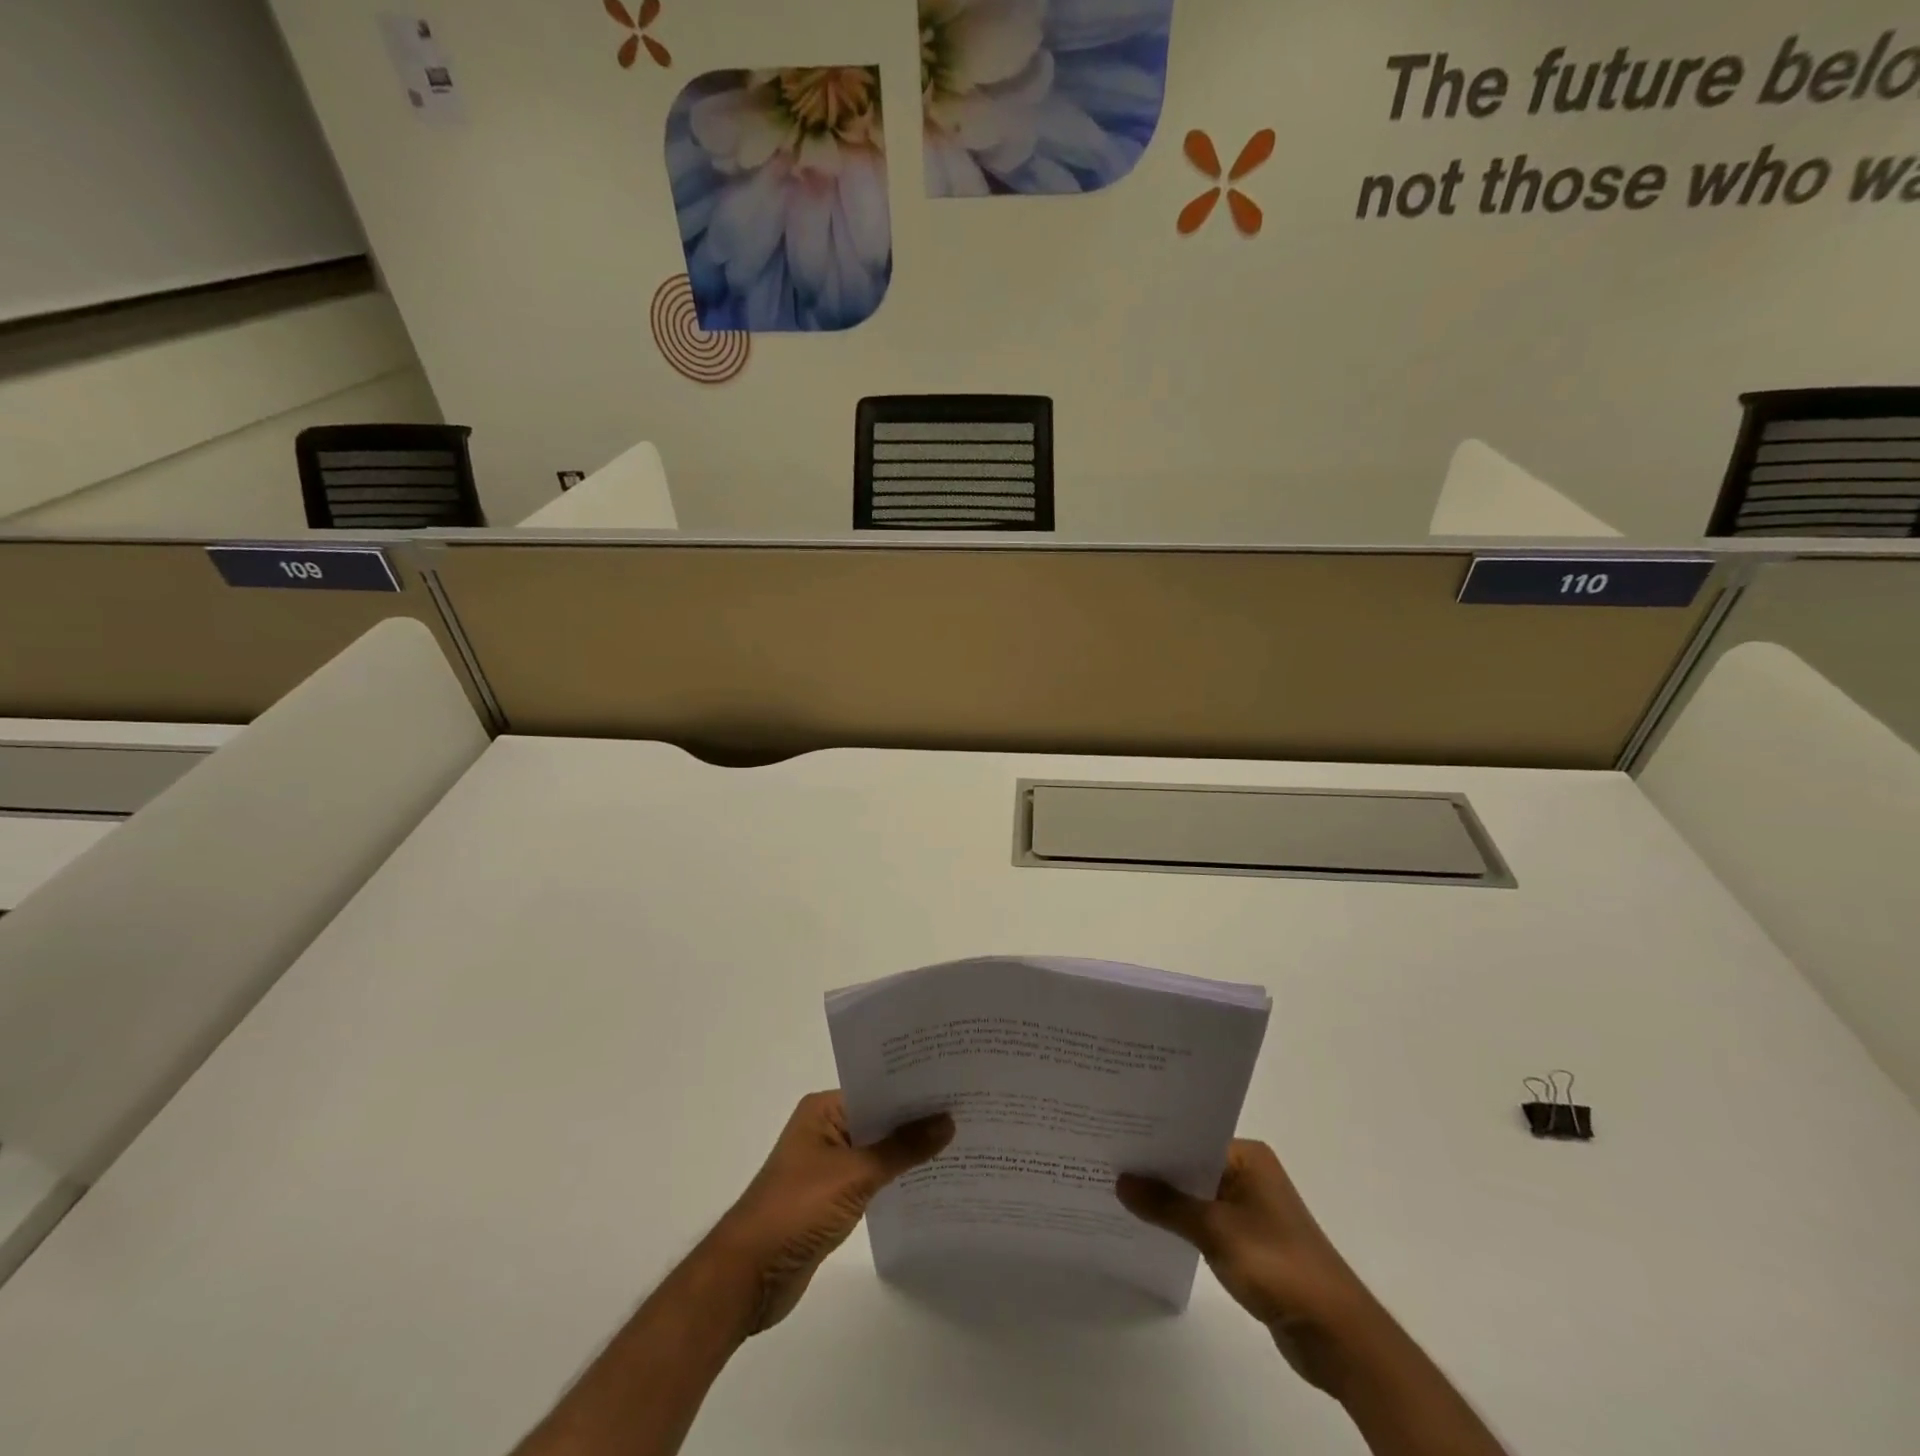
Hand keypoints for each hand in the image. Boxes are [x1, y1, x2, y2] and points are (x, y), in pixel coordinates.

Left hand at [704, 1091, 953, 1335]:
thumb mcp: (855, 1174)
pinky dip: (896, 1179)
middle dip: (917, 1120)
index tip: (956, 1085)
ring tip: (960, 1143)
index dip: (914, 1088)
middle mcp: (826, 1129)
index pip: (878, 1088)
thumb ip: (902, 1149)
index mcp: (824, 1109)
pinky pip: (873, 1178)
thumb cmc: (797, 1210)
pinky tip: (931, 1181)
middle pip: (880, 1118)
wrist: (748, 1277)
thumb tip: (947, 1121)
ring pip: (878, 1149)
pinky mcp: (832, 1198)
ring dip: (909, 1152)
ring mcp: (828, 1165)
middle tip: (968, 1111)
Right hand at [1117, 1140, 1375, 1392]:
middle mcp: (1249, 1173)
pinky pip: (1205, 1220)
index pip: (1190, 1136)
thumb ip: (1166, 1205)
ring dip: (1166, 1198)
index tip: (1113, 1135)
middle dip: (1155, 1168)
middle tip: (1106, 1158)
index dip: (1154, 1138)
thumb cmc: (1277, 1265)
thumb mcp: (1215, 1230)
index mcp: (1247, 1156)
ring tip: (1117, 1189)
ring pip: (1196, 1193)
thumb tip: (1121, 1181)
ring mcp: (1249, 1207)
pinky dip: (1181, 1222)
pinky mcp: (1248, 1240)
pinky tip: (1148, 1224)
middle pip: (1191, 1163)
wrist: (1335, 1333)